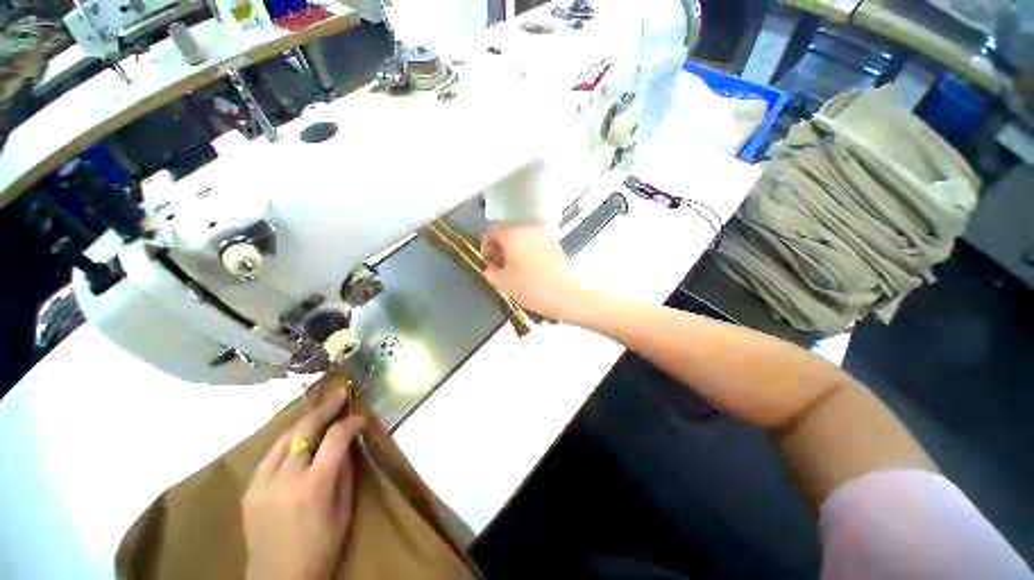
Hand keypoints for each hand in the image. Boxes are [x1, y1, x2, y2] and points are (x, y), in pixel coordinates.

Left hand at [242, 390, 366, 579]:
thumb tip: (348, 444)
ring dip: (303, 421)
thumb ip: (345, 473)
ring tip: (319, 409)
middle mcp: (284, 478)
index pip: (335, 439)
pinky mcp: (249, 489)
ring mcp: (261, 483)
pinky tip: (297, 438)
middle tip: (338, 394)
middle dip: (324, 409)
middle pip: (304, 430)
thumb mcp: (343, 511)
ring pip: (283, 438)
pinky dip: (287, 441)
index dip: (350, 423)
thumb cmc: (321, 548)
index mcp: (313, 486)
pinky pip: (270, 455)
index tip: (361, 418)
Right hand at [480, 223, 586, 320]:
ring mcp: (545, 235)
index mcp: (514, 233)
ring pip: (522, 238)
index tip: (487, 262)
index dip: (486, 246)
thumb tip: (491, 268)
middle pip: (508, 232)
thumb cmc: (531, 288)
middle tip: (498, 267)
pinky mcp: (556, 244)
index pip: (492, 231)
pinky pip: (535, 243)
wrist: (567, 296)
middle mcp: (529, 228)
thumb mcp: (503, 283)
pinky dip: (527, 252)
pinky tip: (528, 270)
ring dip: (514, 250)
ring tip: (513, 270)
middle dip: (500, 248)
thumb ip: (490, 272)